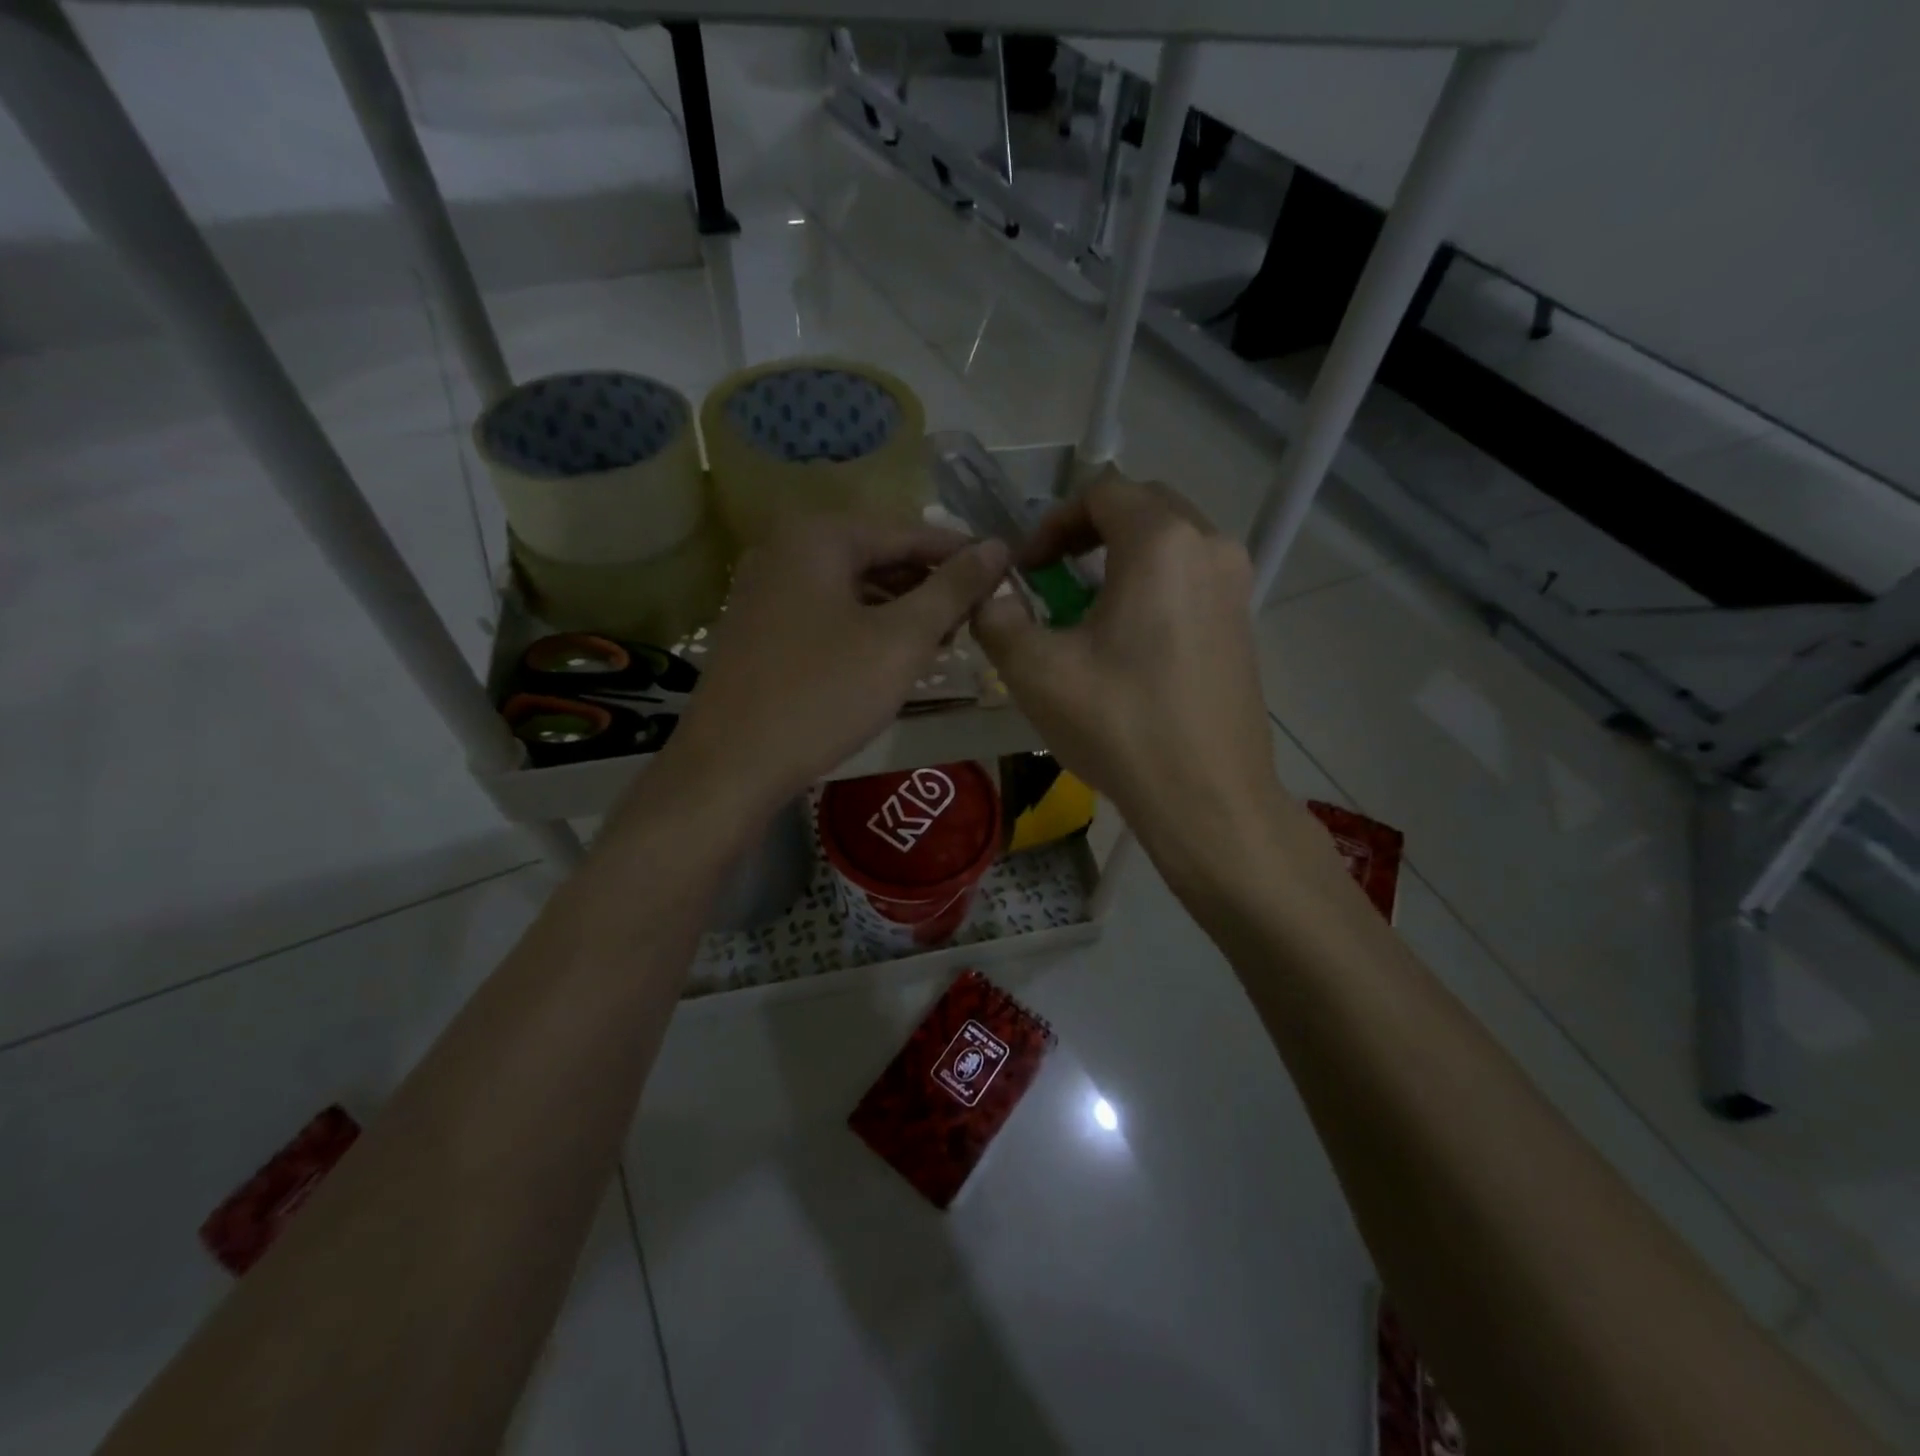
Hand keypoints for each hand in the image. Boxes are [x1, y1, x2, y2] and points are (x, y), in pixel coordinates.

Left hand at [652, 515, 1007, 816]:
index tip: (1006, 577)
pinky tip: (892, 659)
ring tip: (943, 643)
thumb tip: (998, 547)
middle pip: (879, 557)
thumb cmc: (823, 695)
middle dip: (930, 587)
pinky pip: (828, 614)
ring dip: (901, 611)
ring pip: (854, 589)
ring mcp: (766, 590)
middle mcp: (786, 549)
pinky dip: (866, 629)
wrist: (730, 767)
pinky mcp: (760, 629)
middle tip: (976, 619)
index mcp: (819, 536)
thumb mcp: (901, 640)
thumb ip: (953, 589)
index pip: (909, 532)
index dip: (962, 555)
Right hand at [970, 470, 1289, 882]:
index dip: (1052, 522)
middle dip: (1088, 532)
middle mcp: (1210, 547)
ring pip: (1170, 543)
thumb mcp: (1036, 671)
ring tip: (1085, 609)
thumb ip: (999, 619)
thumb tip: (992, 598)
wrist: (1207, 798)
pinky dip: (1152, 586)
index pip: (1102, 492)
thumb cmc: (1120, 725)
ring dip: (1121, 558)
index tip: (1026, 569)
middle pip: (1142, 507)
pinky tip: (1128, 641)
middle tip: (1052, 575)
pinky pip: (1191, 578)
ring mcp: (1236, 586)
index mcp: (1161, 542)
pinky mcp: (1243, 623)